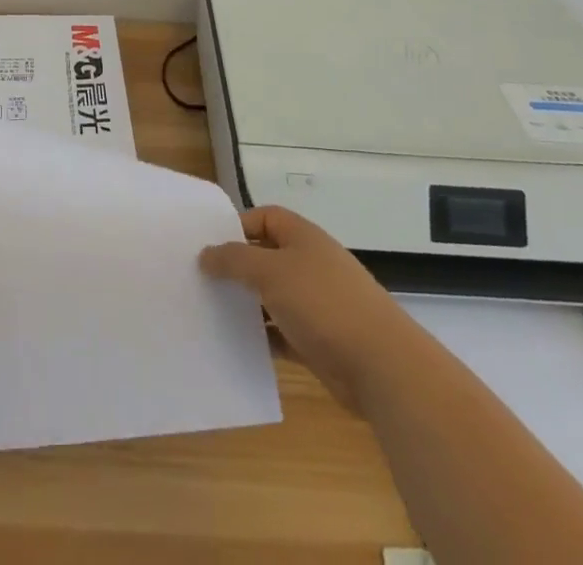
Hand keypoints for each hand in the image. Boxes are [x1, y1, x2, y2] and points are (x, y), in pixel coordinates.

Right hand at [199, 205, 406, 411]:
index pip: (264, 217)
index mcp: (302, 237)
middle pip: (266, 257)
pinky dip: (263, 337)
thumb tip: (205, 254)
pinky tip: (238, 345)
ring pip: (272, 297)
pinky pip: (282, 332)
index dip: (237, 226)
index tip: (208, 246)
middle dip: (237, 268)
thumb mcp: (270, 272)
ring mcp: (316, 303)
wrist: (381, 365)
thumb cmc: (322, 303)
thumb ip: (234, 260)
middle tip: (201, 280)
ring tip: (211, 313)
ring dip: (247, 305)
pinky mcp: (319, 340)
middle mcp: (309, 264)